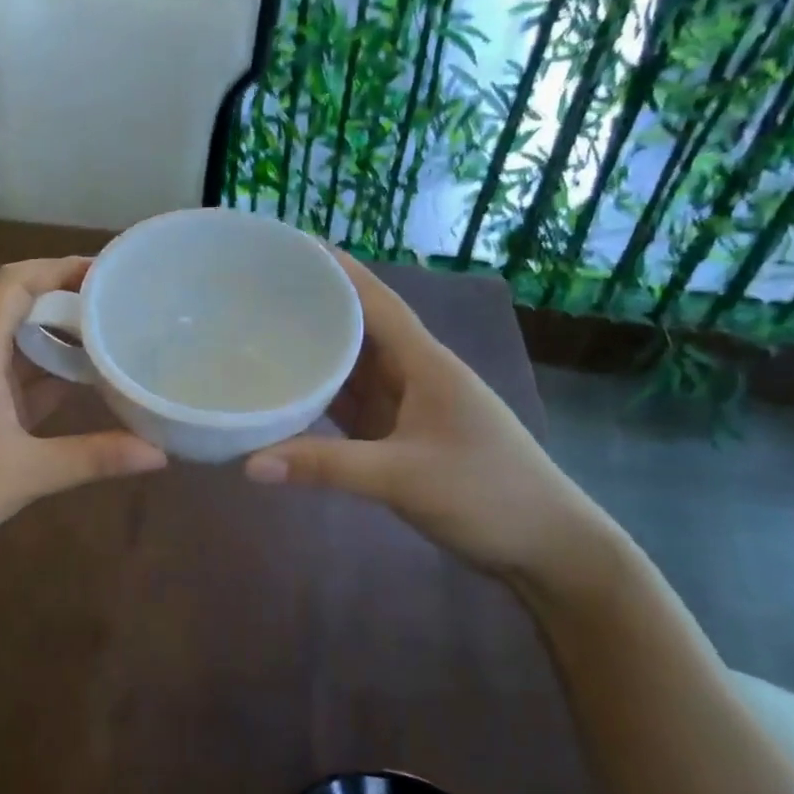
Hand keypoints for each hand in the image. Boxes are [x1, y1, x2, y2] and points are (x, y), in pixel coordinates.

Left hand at [0, 256, 166, 567]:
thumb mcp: (28, 473)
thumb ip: (94, 457)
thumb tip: (160, 453)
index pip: (11, 285)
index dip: (55, 268)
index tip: (104, 272)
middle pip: (19, 307)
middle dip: (67, 300)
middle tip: (121, 303)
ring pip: (21, 344)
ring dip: (61, 337)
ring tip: (114, 335)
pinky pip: (20, 377)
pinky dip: (51, 373)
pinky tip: (87, 381)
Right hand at [244, 251, 608, 583]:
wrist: (545, 548)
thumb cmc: (487, 495)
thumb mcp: (403, 477)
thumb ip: (325, 467)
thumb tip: (248, 464)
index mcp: (425, 364)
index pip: (375, 302)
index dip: (337, 270)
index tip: (292, 245)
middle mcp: (414, 375)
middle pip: (358, 330)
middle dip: (314, 307)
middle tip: (257, 293)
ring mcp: (407, 408)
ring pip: (352, 369)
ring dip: (314, 352)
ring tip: (260, 334)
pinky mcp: (398, 438)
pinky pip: (350, 407)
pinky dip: (319, 399)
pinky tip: (287, 395)